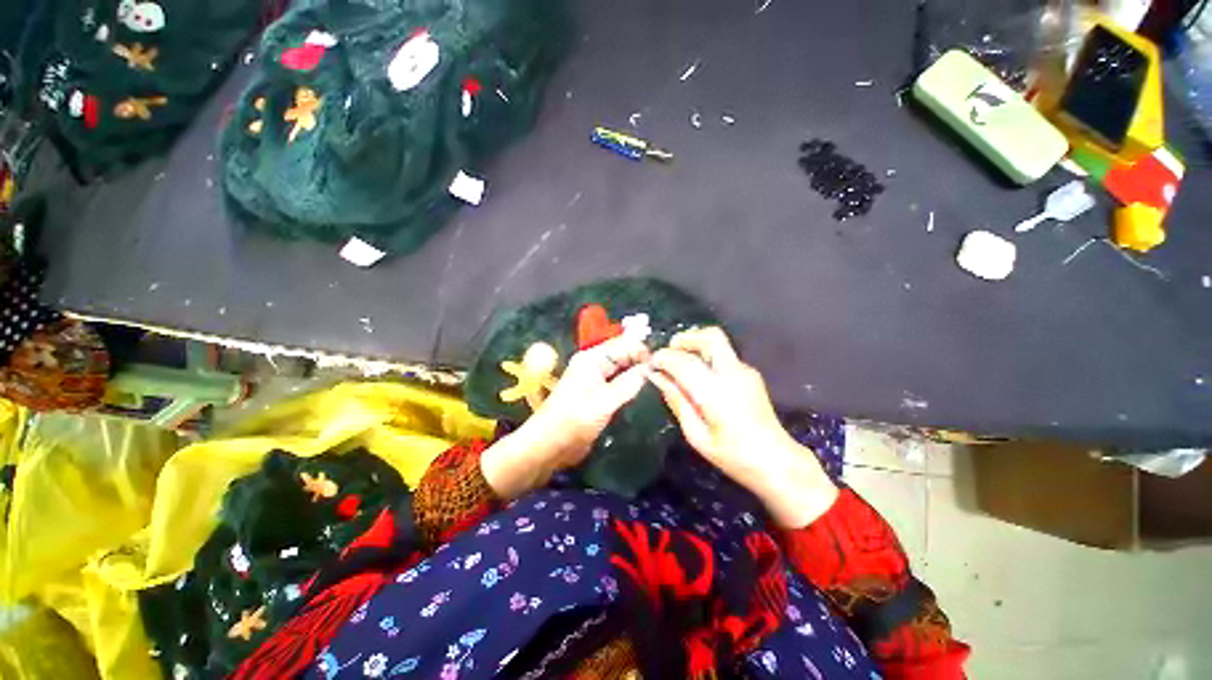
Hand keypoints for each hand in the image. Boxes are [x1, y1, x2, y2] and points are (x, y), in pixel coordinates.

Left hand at [482, 335, 650, 498]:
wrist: (550, 445)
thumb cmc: (576, 419)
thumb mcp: (606, 400)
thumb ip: (630, 382)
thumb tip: (651, 368)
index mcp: (592, 358)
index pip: (623, 344)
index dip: (642, 351)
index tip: (662, 364)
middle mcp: (594, 364)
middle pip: (623, 355)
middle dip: (641, 360)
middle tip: (664, 373)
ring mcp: (595, 379)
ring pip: (622, 369)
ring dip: (637, 372)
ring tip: (660, 379)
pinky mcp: (597, 394)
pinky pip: (618, 382)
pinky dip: (631, 384)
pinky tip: (645, 389)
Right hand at [649, 327, 837, 527]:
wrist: (775, 461)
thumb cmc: (732, 455)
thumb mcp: (696, 435)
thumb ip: (677, 401)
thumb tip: (658, 378)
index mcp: (716, 392)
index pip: (684, 362)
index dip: (664, 358)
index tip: (651, 363)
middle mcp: (732, 374)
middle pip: (710, 337)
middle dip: (685, 338)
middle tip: (668, 350)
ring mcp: (745, 371)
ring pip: (719, 342)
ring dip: (696, 343)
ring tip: (680, 359)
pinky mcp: (751, 373)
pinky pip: (724, 354)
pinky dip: (706, 355)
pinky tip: (699, 374)